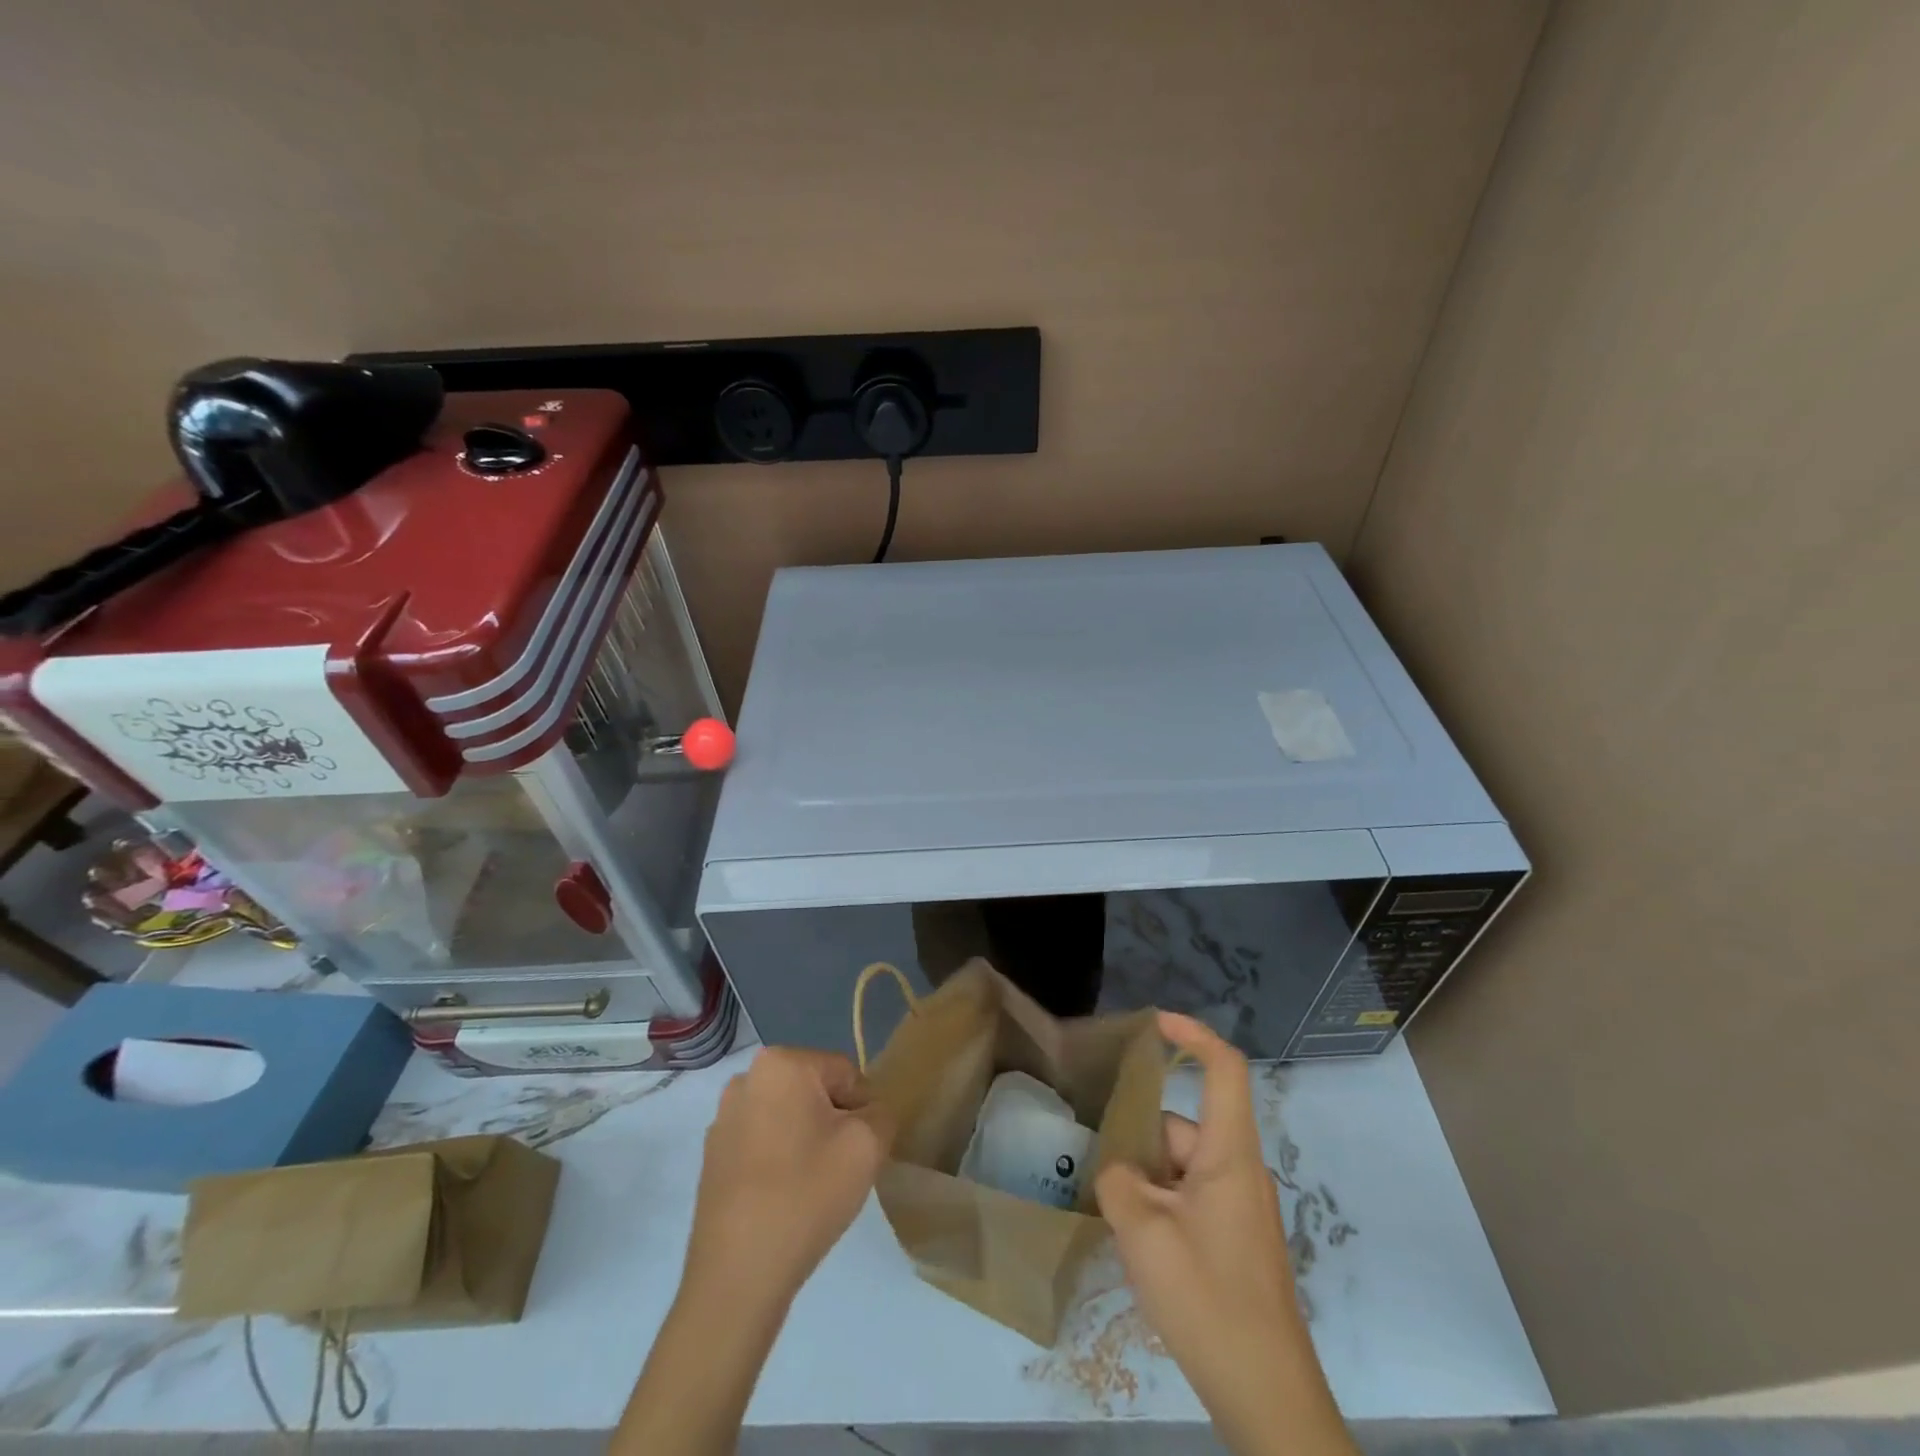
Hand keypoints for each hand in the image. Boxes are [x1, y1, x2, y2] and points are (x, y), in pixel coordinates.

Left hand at [616, 1048, 893, 1455]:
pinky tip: (783, 1200)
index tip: (859, 1151)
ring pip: (788, 1118)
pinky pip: (762, 1143)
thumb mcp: (868, 1145)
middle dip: (832, 1124)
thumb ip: (882, 1112)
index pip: (845, 1074)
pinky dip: (778, 1162)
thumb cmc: (806, 1195)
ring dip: (805, 1142)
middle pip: (814, 1092)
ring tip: (810, 1187)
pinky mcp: (712, 1156)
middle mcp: (746, 1079)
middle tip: (838, 1169)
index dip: (862, 1111)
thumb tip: (868, 1113)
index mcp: (781, 1063)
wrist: (738, 1276)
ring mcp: (723, 1119)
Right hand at [1095, 1013, 1353, 1455]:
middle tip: (1098, 1168)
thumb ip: (1119, 1181)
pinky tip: (1136, 1242)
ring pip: (1181, 1166)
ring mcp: (1239, 1208)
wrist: (1266, 1396)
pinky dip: (1160, 1205)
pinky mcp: (1234, 1239)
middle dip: (1140, 1138)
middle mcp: (1238, 1171)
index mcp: (1229, 1155)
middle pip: (1183, 1125)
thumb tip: (1118, 1169)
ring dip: (1146, 1179)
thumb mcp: (1143, 1233)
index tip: (1154, 1023)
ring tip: (1112, 1216)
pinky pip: (1189, 1197)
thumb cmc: (1208, 1299)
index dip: (1192, 1035)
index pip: (1224, 1069)